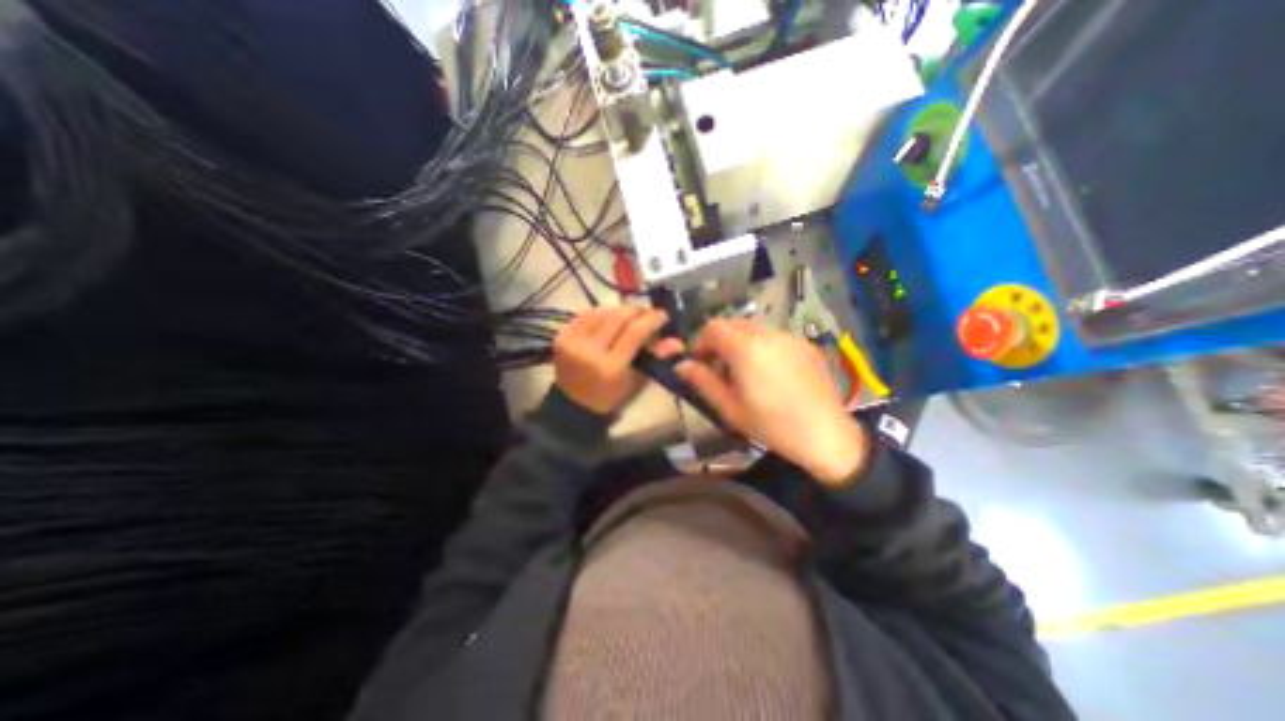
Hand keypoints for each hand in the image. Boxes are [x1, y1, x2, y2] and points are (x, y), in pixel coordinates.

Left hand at [550, 308, 682, 413]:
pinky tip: (608, 319)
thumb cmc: (611, 396)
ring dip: (618, 310)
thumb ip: (655, 357)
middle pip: (618, 317)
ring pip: (602, 311)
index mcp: (611, 367)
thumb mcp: (636, 380)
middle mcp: (590, 351)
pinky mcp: (561, 337)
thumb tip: (678, 342)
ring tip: (628, 316)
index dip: (652, 319)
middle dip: (637, 310)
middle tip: (646, 313)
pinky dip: (600, 314)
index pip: (635, 332)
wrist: (574, 404)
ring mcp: (572, 342)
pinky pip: (585, 315)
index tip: (662, 315)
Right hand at [675, 319, 868, 482]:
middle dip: (720, 341)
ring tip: (745, 372)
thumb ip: (702, 382)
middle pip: (733, 324)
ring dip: (741, 342)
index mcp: (745, 348)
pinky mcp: (805, 344)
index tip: (700, 363)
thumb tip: (681, 366)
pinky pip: (774, 337)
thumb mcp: (730, 407)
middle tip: (720, 368)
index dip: (700, 342)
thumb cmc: (771, 424)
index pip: (713, 327)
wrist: (825, 434)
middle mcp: (767, 334)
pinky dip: (762, 346)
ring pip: (754, 329)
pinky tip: (770, 373)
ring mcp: (789, 336)